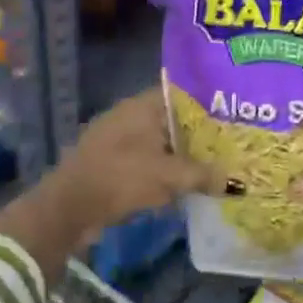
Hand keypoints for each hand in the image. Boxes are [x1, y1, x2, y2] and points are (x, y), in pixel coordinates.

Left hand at [38, 87, 219, 244]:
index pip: (184, 92)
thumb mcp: (168, 177)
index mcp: (143, 105)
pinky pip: (150, 159)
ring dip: (185, 153)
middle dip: (202, 131)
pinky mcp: (114, 162)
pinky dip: (168, 168)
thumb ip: (204, 175)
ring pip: (163, 141)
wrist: (66, 209)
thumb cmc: (119, 178)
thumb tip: (236, 182)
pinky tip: (188, 181)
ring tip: (217, 162)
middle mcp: (132, 115)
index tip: (234, 112)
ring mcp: (120, 139)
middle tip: (233, 141)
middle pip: (175, 118)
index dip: (210, 101)